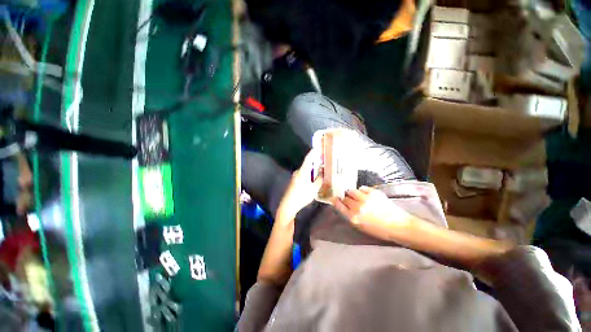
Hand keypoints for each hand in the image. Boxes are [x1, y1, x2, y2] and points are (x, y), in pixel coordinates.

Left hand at [276, 148, 322, 222]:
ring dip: (312, 170)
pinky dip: (309, 175)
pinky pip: (303, 175)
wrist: (288, 205)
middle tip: (323, 163)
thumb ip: (319, 180)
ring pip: (306, 170)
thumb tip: (322, 174)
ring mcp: (295, 176)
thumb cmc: (302, 196)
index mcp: (303, 171)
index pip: (308, 158)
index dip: (313, 152)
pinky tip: (313, 180)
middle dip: (315, 163)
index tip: (318, 147)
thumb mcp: (314, 189)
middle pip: (308, 164)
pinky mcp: (294, 181)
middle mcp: (298, 172)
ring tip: (320, 172)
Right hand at [332, 186, 410, 239]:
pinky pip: (362, 188)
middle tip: (350, 200)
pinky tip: (365, 195)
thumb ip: (350, 215)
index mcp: (353, 218)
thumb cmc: (379, 230)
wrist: (398, 226)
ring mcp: (366, 198)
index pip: (339, 205)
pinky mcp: (374, 192)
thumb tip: (343, 205)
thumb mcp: (361, 226)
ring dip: (352, 193)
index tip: (335, 198)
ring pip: (351, 190)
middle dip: (346, 198)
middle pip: (345, 198)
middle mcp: (357, 207)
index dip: (336, 201)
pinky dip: (361, 191)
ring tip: (357, 196)